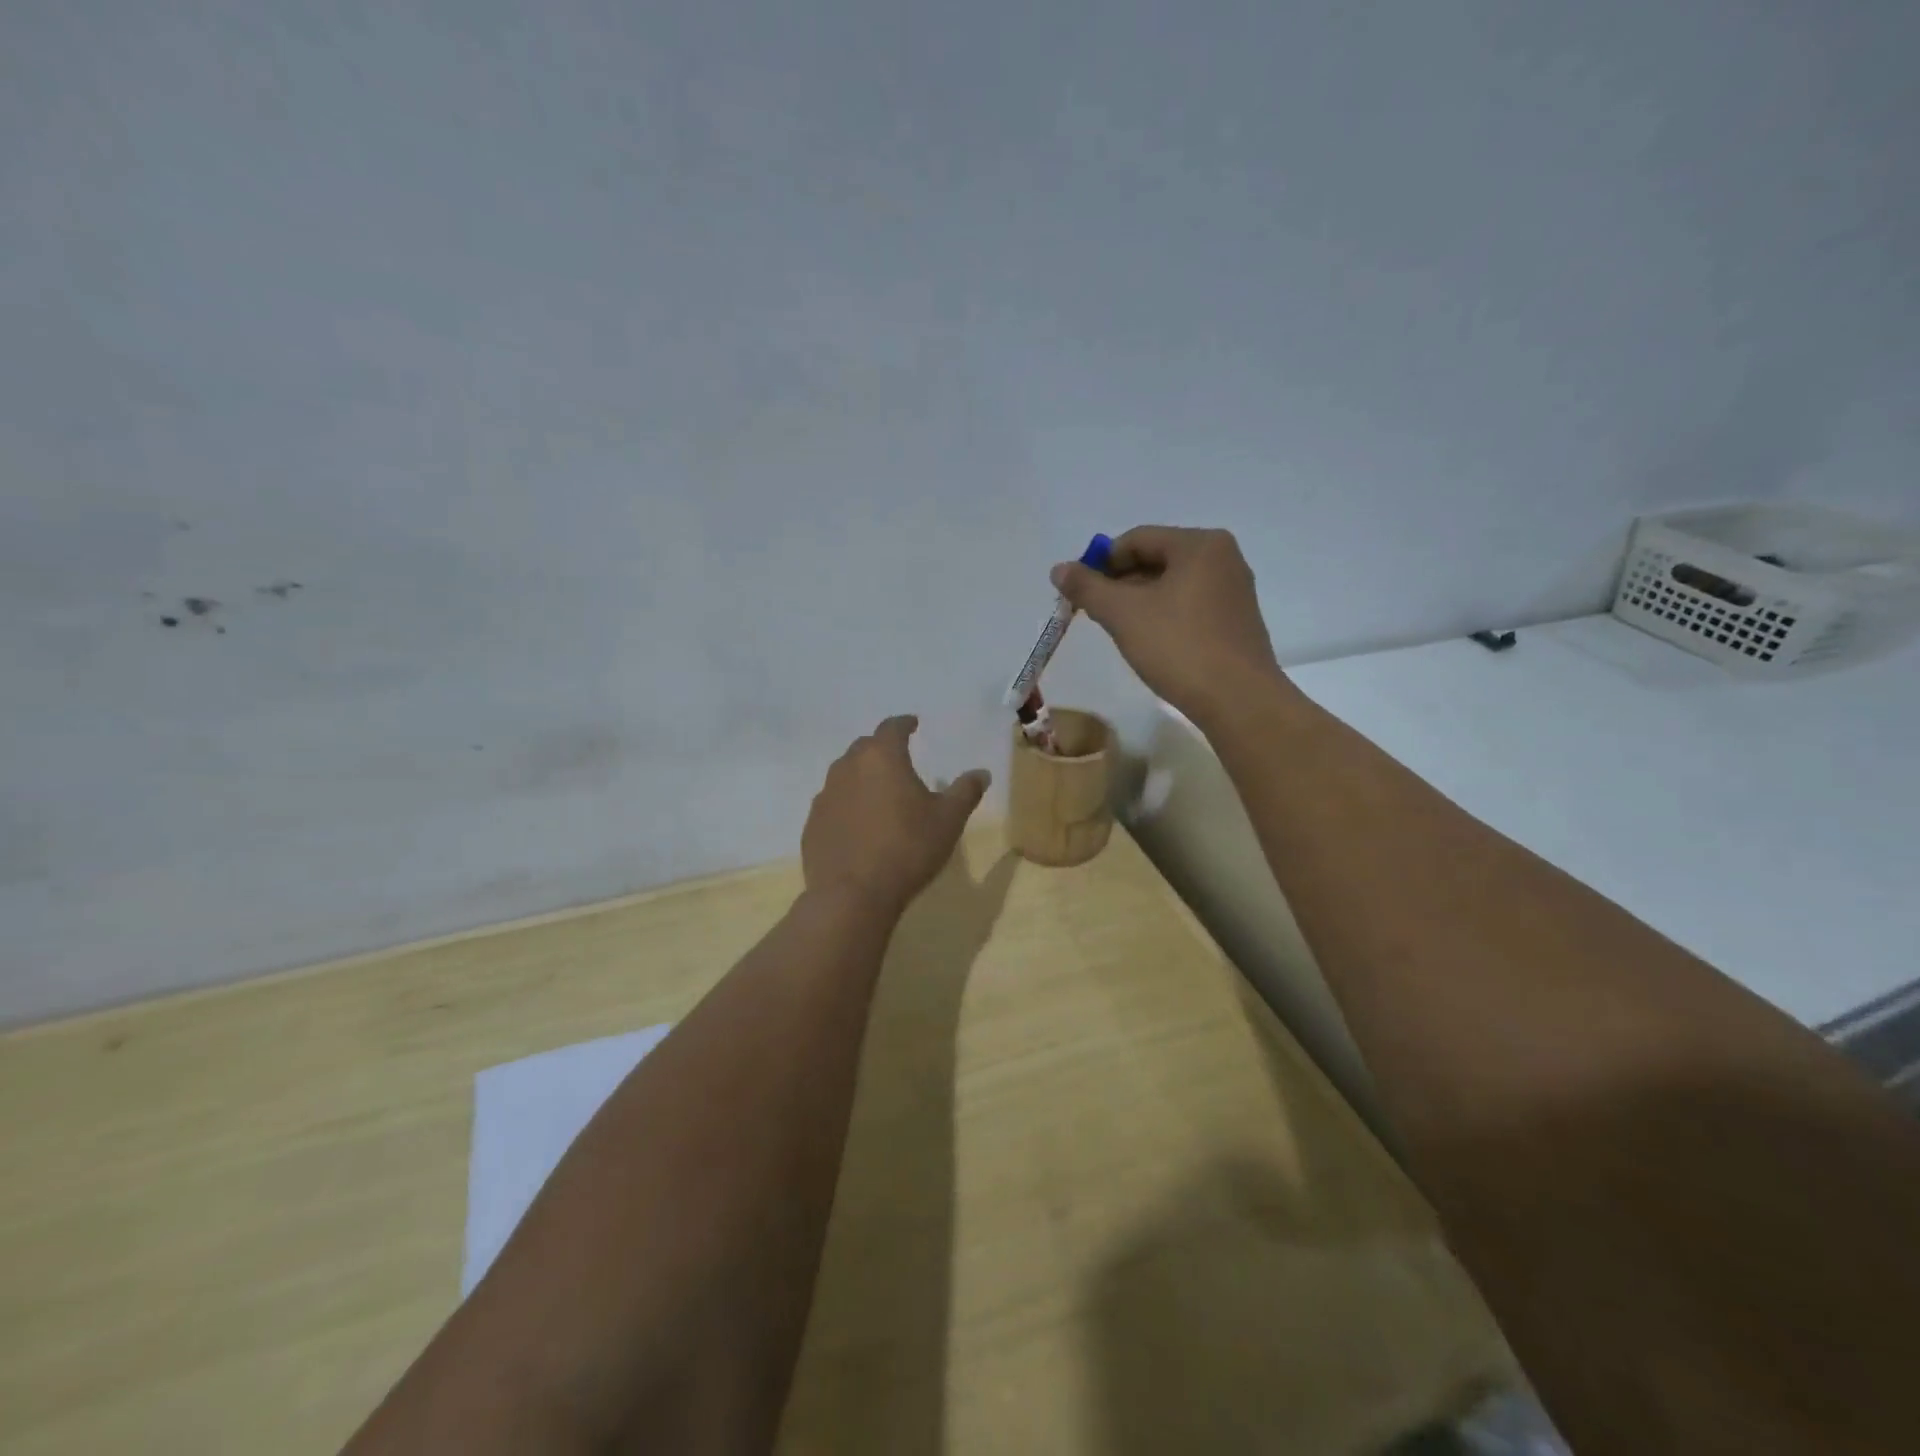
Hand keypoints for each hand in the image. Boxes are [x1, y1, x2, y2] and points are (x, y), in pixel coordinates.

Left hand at [802, 715, 990, 912]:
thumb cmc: (908, 849)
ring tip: (878, 792)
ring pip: (844, 774)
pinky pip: (832, 804)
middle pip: (865, 747)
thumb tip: (981, 773)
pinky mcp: (812, 824)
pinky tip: (858, 824)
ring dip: (861, 777)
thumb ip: (965, 791)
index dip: (904, 724)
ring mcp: (825, 796)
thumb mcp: (948, 820)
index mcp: (882, 758)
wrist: (853, 895)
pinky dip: (847, 805)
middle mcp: (848, 768)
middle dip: (881, 748)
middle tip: (897, 758)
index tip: (913, 724)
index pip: (892, 728)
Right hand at [1051, 526, 1284, 727]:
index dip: (1100, 563)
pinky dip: (1164, 616)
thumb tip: (1059, 569)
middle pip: (1155, 559)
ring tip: (1120, 631)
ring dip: (1139, 602)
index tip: (1079, 594)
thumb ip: (1087, 588)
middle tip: (1096, 614)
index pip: (1136, 539)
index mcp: (1199, 544)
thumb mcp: (1123, 614)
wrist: (1237, 700)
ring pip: (1172, 584)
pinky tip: (1151, 643)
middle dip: (1120, 584)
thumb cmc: (1179, 647)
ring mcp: (1233, 590)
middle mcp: (1222, 558)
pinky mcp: (1236, 621)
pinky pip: (1189, 605)